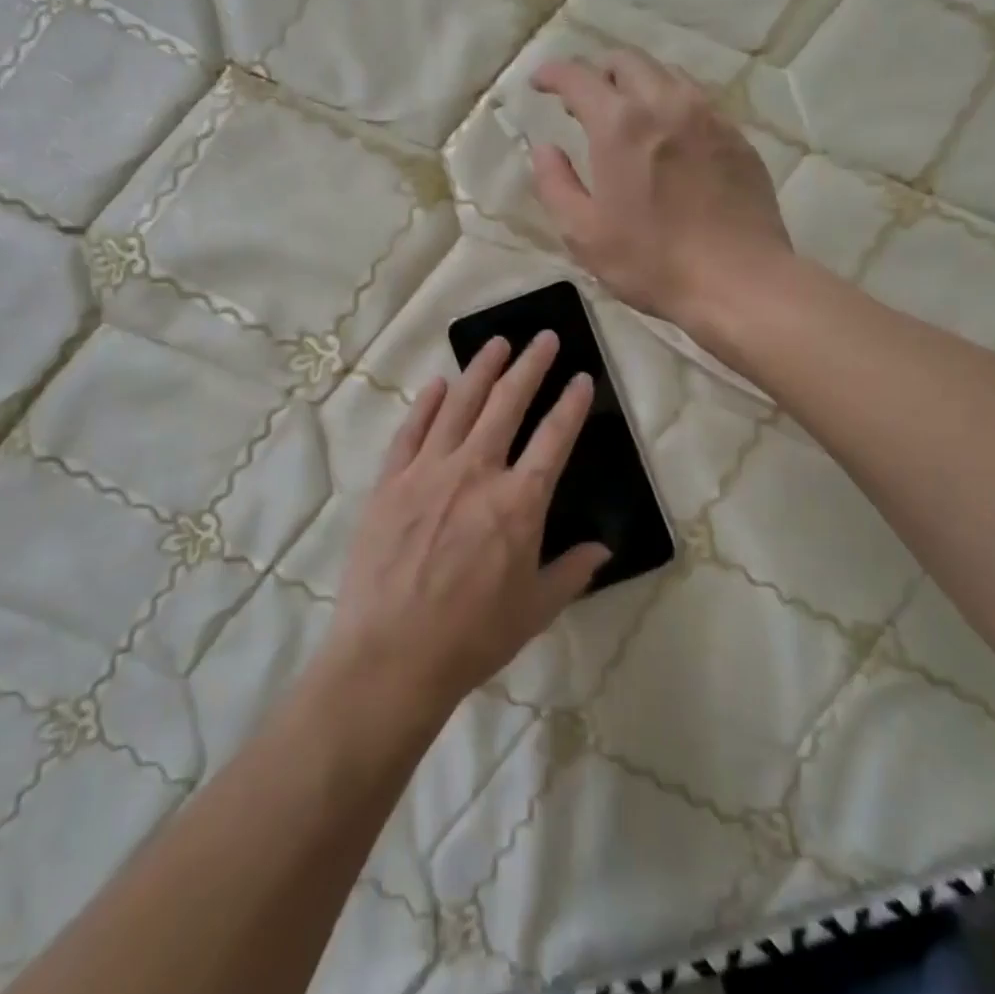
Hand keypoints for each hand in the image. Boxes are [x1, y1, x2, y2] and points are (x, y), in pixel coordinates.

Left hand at [325, 332, 609, 720]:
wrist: (390, 656)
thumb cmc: (472, 637)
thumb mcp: (535, 609)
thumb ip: (573, 571)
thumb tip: (604, 548)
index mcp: (519, 502)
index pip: (554, 437)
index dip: (572, 403)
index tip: (582, 377)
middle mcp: (476, 472)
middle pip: (508, 403)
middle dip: (531, 365)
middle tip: (545, 337)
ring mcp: (429, 471)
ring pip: (460, 404)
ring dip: (481, 369)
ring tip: (496, 342)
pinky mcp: (391, 481)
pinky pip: (412, 430)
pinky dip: (427, 403)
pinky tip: (439, 384)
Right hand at [530, 48, 793, 332]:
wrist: (739, 281)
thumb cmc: (652, 263)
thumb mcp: (583, 234)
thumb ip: (555, 184)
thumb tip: (545, 148)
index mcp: (620, 125)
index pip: (579, 77)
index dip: (553, 74)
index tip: (539, 82)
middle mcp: (666, 104)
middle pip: (628, 61)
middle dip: (598, 71)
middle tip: (583, 100)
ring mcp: (709, 117)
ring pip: (667, 74)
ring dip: (638, 83)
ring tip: (627, 114)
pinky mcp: (737, 137)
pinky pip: (698, 102)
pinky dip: (672, 105)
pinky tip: (670, 138)